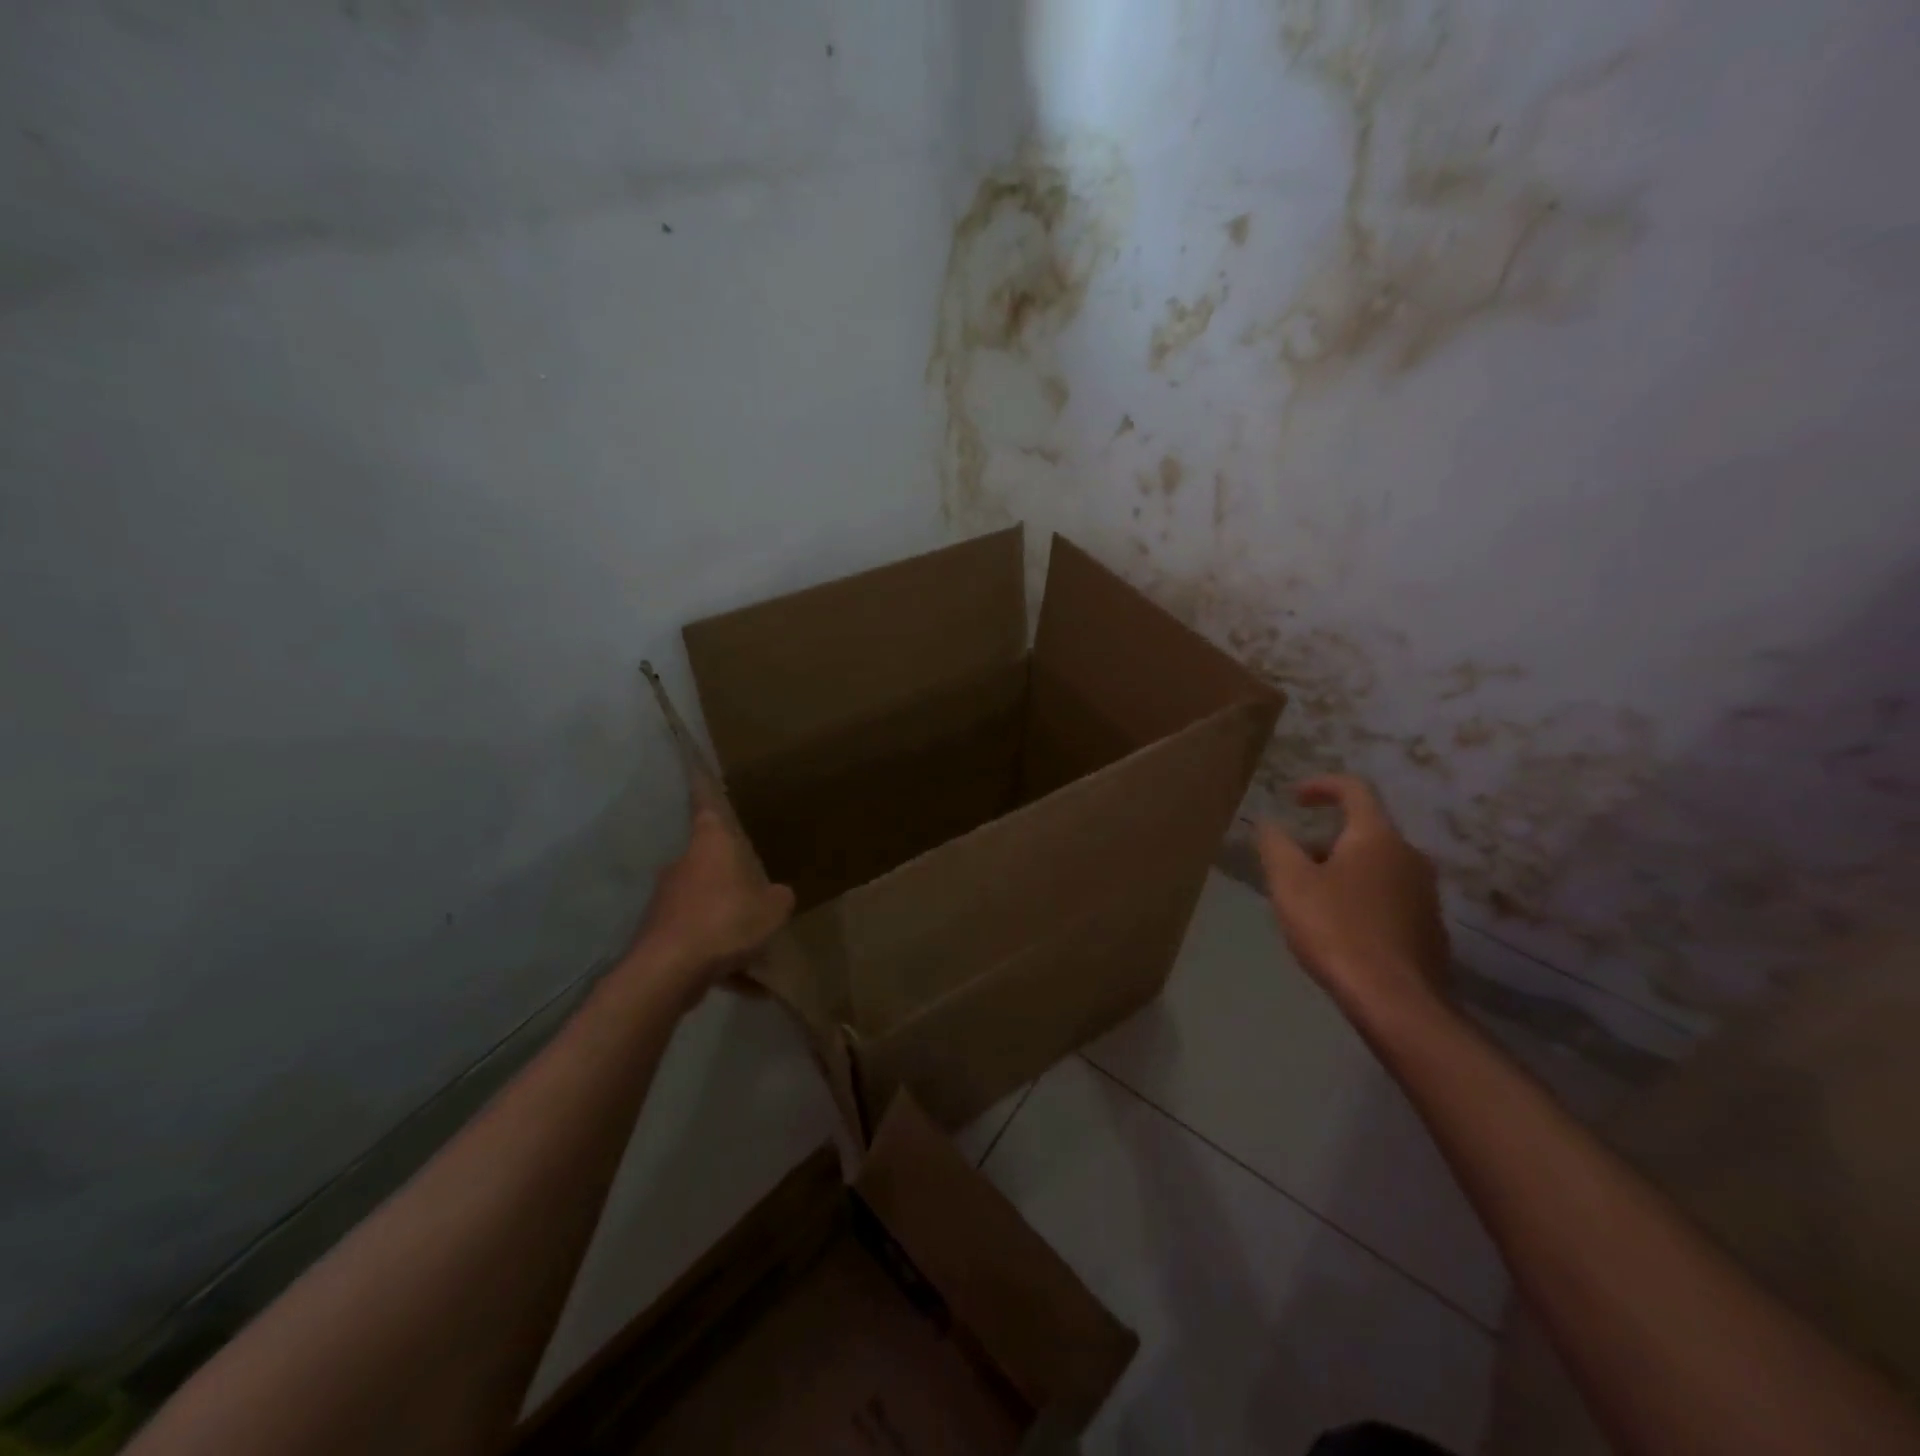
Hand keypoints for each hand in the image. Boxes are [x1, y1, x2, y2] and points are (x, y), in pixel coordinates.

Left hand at [628, 807, 794, 999]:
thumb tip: (777, 896)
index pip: (708, 807)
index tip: (696, 768)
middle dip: (733, 879)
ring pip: (706, 906)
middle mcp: (684, 866)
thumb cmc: (725, 922)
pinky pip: (698, 941)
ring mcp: (668, 901)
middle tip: (758, 894)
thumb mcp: (772, 909)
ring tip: (756, 952)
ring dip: (727, 924)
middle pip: (711, 863)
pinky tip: (746, 987)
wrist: (668, 970)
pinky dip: (719, 959)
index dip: (706, 788)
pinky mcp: (660, 935)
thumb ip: (779, 898)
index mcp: (711, 846)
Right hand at [1255, 775, 1451, 1030]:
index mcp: (1377, 837)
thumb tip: (1269, 824)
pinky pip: (1388, 895)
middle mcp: (1409, 855)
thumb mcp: (1290, 883)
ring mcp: (1425, 892)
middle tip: (1291, 864)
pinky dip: (1360, 897)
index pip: (1353, 790)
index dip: (1321, 785)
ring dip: (1341, 870)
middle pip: (1363, 831)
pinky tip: (1338, 928)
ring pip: (1375, 865)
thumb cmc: (1337, 930)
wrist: (1396, 1001)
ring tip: (1309, 899)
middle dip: (1323, 840)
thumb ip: (1276, 845)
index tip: (1293, 798)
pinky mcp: (1428, 926)